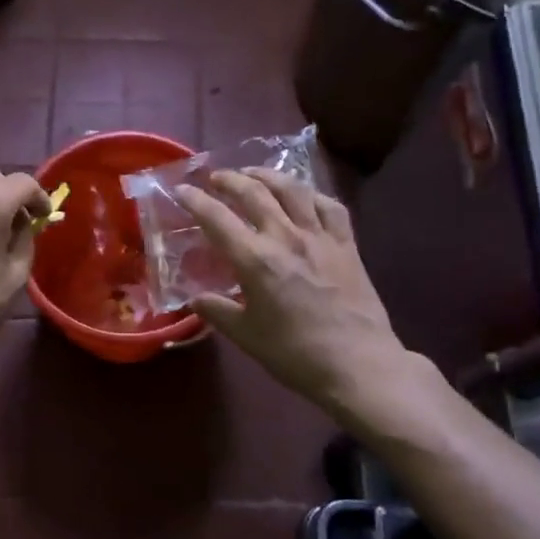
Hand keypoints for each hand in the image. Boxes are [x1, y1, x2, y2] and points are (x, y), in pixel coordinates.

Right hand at [176, 169, 443, 425]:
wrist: (358, 364)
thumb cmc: (295, 354)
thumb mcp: (247, 336)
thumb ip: (218, 312)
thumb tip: (196, 299)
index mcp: (256, 260)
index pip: (217, 219)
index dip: (196, 200)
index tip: (182, 189)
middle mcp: (286, 237)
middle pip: (254, 193)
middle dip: (230, 179)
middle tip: (216, 177)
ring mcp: (321, 237)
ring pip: (293, 190)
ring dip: (269, 175)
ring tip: (254, 174)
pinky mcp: (347, 245)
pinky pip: (330, 206)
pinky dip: (312, 194)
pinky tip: (304, 196)